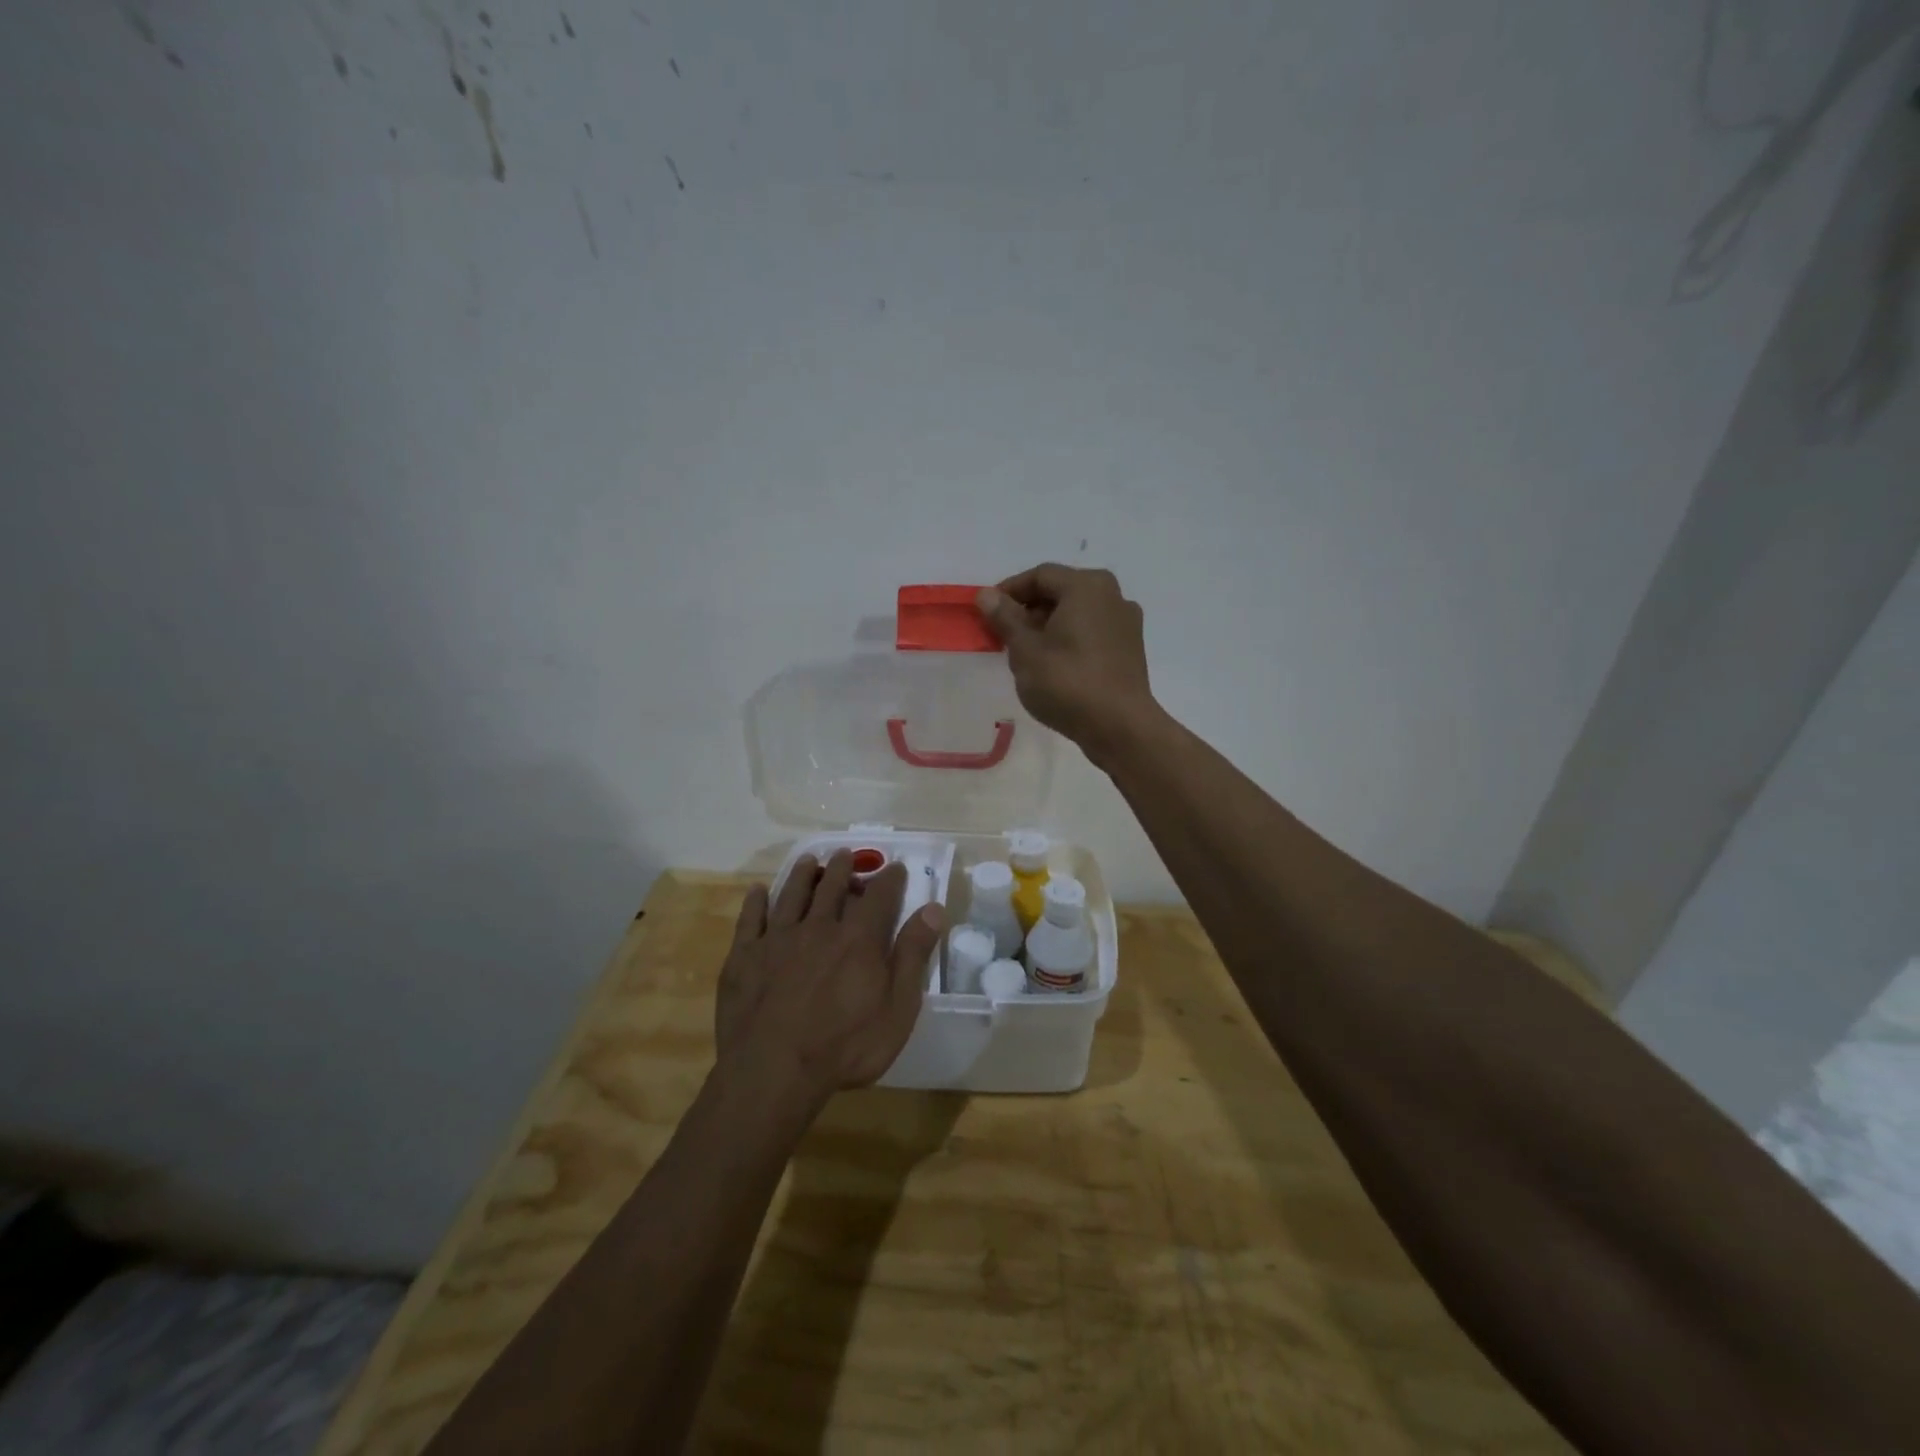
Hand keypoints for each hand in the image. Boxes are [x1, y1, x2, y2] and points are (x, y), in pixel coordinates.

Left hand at [717, 852, 944, 1103]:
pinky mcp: (744, 956)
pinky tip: (757, 891)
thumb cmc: (844, 1046)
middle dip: (843, 868)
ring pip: (792, 895)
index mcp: (858, 939)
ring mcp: (777, 939)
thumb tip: (933, 909)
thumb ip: (913, 956)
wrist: (772, 1071)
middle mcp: (818, 927)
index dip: (890, 879)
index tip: (897, 867)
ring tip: (809, 860)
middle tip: (847, 854)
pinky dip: (755, 901)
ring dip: (802, 874)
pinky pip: (750, 919)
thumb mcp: (897, 1009)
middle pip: (832, 887)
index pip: (879, 896)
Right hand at [977, 564, 1159, 766]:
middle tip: (1004, 635)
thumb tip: (987, 595)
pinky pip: (1092, 632)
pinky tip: (1054, 665)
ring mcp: (1126, 622)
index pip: (1039, 575)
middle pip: (1061, 591)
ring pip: (1077, 613)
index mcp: (1086, 586)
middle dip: (1029, 609)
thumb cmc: (1067, 683)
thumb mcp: (1025, 650)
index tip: (987, 613)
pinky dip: (1069, 639)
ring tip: (1026, 653)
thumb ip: (1005, 618)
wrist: (1120, 727)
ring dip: (1048, 626)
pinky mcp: (1130, 649)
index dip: (1009, 591)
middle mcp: (1112, 595)